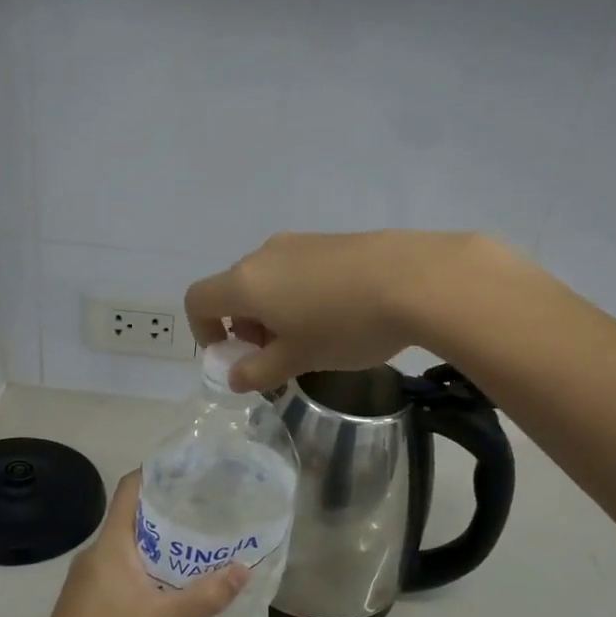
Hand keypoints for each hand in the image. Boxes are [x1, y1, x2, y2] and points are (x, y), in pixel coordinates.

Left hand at [23, 471, 248, 616]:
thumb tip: (245, 569)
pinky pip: (121, 567)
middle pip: (133, 516)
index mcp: (111, 544)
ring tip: (196, 545)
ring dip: (159, 543)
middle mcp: (97, 552)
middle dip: (168, 512)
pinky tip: (168, 584)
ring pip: (128, 545)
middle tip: (207, 511)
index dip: (156, 473)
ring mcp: (88, 575)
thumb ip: (207, 596)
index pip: (130, 489)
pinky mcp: (87, 597)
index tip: (189, 470)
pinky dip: (146, 565)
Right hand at [185, 230, 528, 392]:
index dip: (202, 331)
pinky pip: (297, 270)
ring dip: (272, 312)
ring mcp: (299, 243)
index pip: (198, 299)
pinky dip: (298, 295)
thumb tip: (235, 376)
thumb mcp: (299, 358)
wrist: (418, 279)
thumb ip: (259, 370)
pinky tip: (337, 315)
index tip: (231, 355)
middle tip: (276, 356)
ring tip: (310, 339)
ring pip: (268, 280)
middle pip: (234, 289)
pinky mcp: (330, 240)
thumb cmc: (346, 325)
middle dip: (243, 326)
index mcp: (246, 282)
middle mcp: (264, 255)